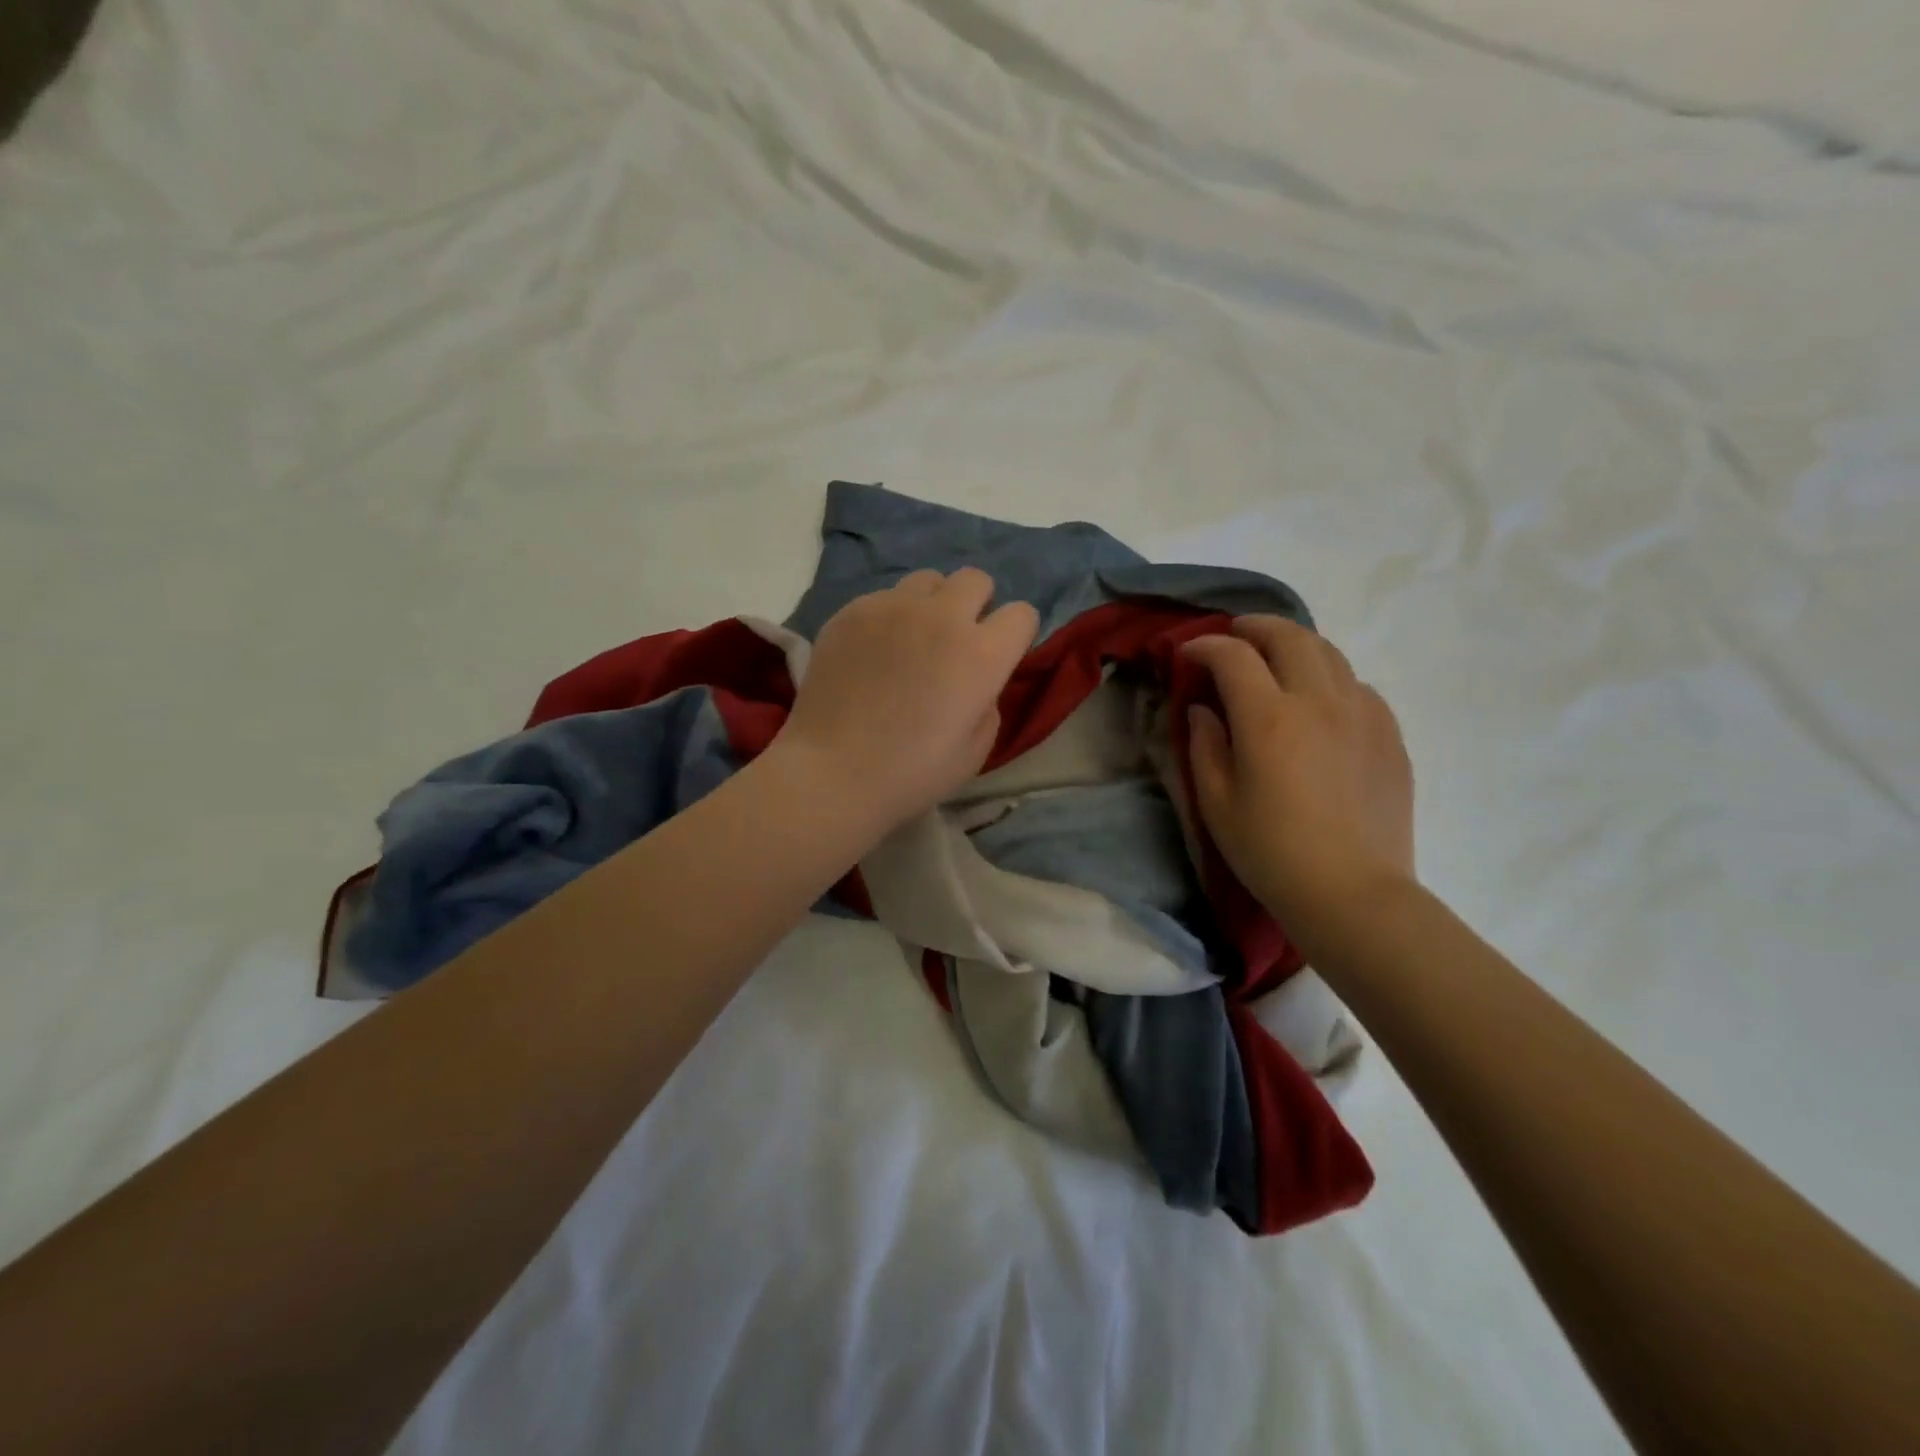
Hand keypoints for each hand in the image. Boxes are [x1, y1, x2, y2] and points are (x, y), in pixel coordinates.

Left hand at [775, 568, 1039, 831]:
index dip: (1014, 635)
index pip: (1022, 614)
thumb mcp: (976, 749)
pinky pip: (884, 597)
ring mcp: (893, 607)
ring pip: (928, 580)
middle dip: (976, 605)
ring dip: (932, 604)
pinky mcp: (853, 611)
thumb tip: (978, 681)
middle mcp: (942, 617)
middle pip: (976, 580)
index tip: (999, 656)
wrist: (833, 772)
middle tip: (956, 641)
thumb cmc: (912, 773)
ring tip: (913, 639)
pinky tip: (872, 652)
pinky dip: (889, 617)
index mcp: (982, 654)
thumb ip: (988, 701)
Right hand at [1182, 616, 1414, 942]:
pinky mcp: (1389, 733)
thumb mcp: (1216, 803)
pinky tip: (1318, 703)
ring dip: (1295, 645)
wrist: (1353, 893)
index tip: (1188, 654)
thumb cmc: (1271, 853)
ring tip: (1276, 660)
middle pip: (1289, 636)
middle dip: (1255, 627)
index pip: (1233, 656)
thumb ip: (1205, 745)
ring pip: (1329, 652)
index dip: (1205, 646)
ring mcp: (1362, 714)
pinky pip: (1357, 685)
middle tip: (1235, 636)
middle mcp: (1319, 702)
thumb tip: (1205, 709)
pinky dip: (1329, 677)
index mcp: (1269, 719)